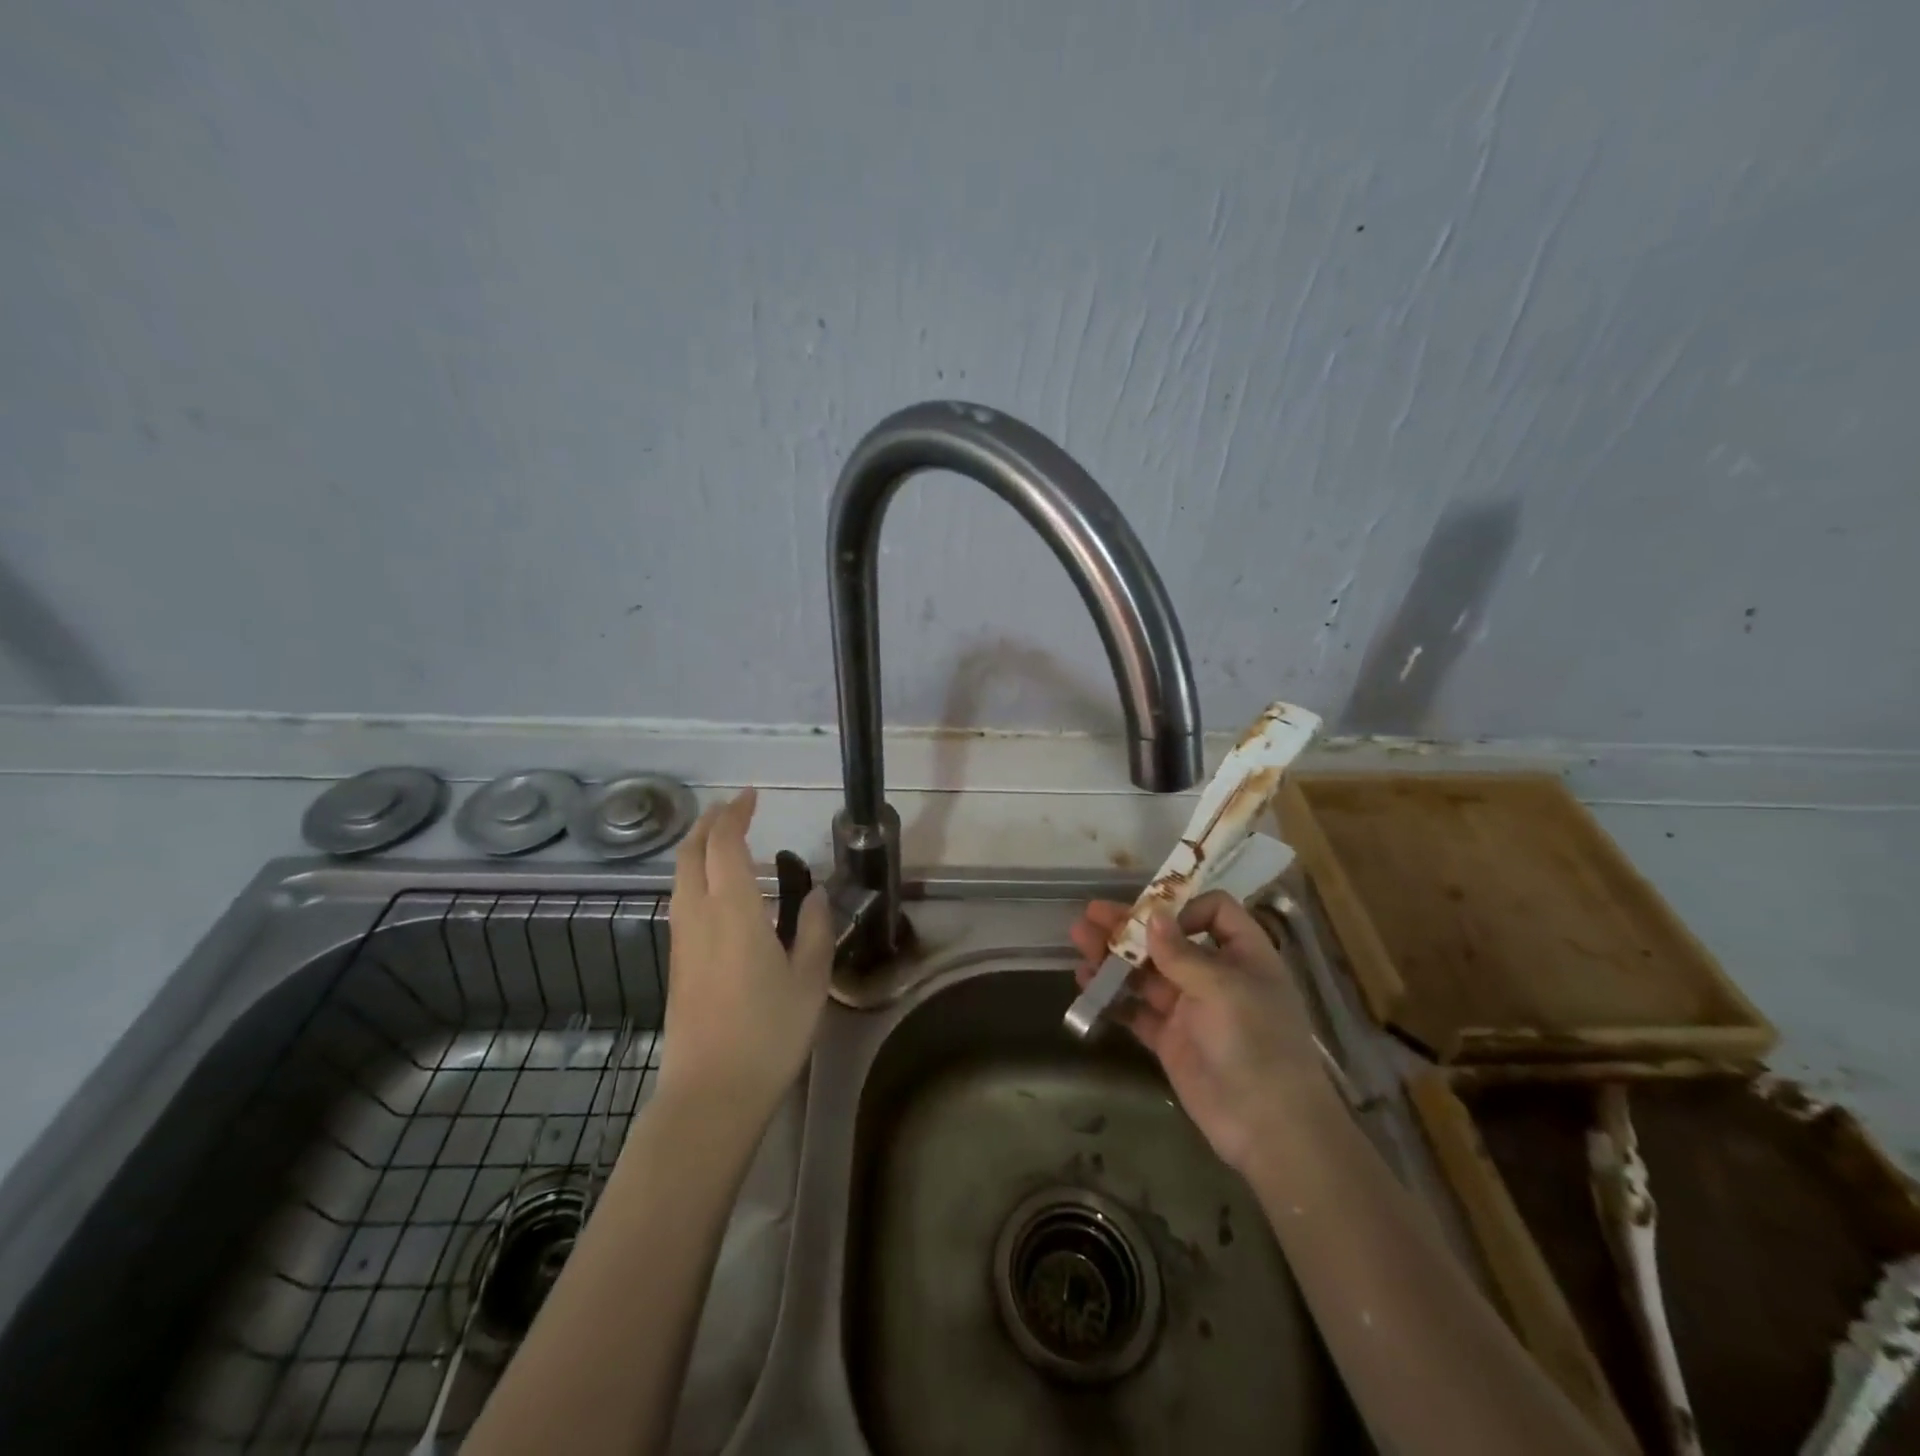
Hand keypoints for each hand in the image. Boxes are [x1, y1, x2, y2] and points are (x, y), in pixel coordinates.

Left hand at [656, 789, 833, 1117]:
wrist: (711, 1093)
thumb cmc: (768, 1032)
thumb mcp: (810, 978)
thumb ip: (815, 927)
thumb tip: (815, 893)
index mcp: (732, 909)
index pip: (723, 844)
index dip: (735, 814)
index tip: (752, 797)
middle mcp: (698, 915)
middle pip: (689, 853)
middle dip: (709, 824)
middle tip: (735, 810)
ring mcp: (681, 940)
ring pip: (679, 876)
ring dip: (697, 848)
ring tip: (725, 841)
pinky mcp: (677, 963)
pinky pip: (681, 900)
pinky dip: (695, 876)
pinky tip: (718, 891)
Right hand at [1071, 891, 1324, 1174]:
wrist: (1269, 1127)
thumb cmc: (1257, 1043)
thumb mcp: (1224, 989)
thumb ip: (1182, 953)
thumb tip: (1152, 915)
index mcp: (1242, 955)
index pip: (1215, 912)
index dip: (1184, 907)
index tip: (1152, 916)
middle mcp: (1215, 976)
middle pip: (1168, 939)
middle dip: (1130, 926)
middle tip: (1091, 914)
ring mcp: (1190, 1009)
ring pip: (1146, 972)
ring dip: (1113, 955)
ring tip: (1079, 942)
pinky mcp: (1170, 1039)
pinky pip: (1136, 1010)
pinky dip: (1112, 996)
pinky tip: (1086, 983)